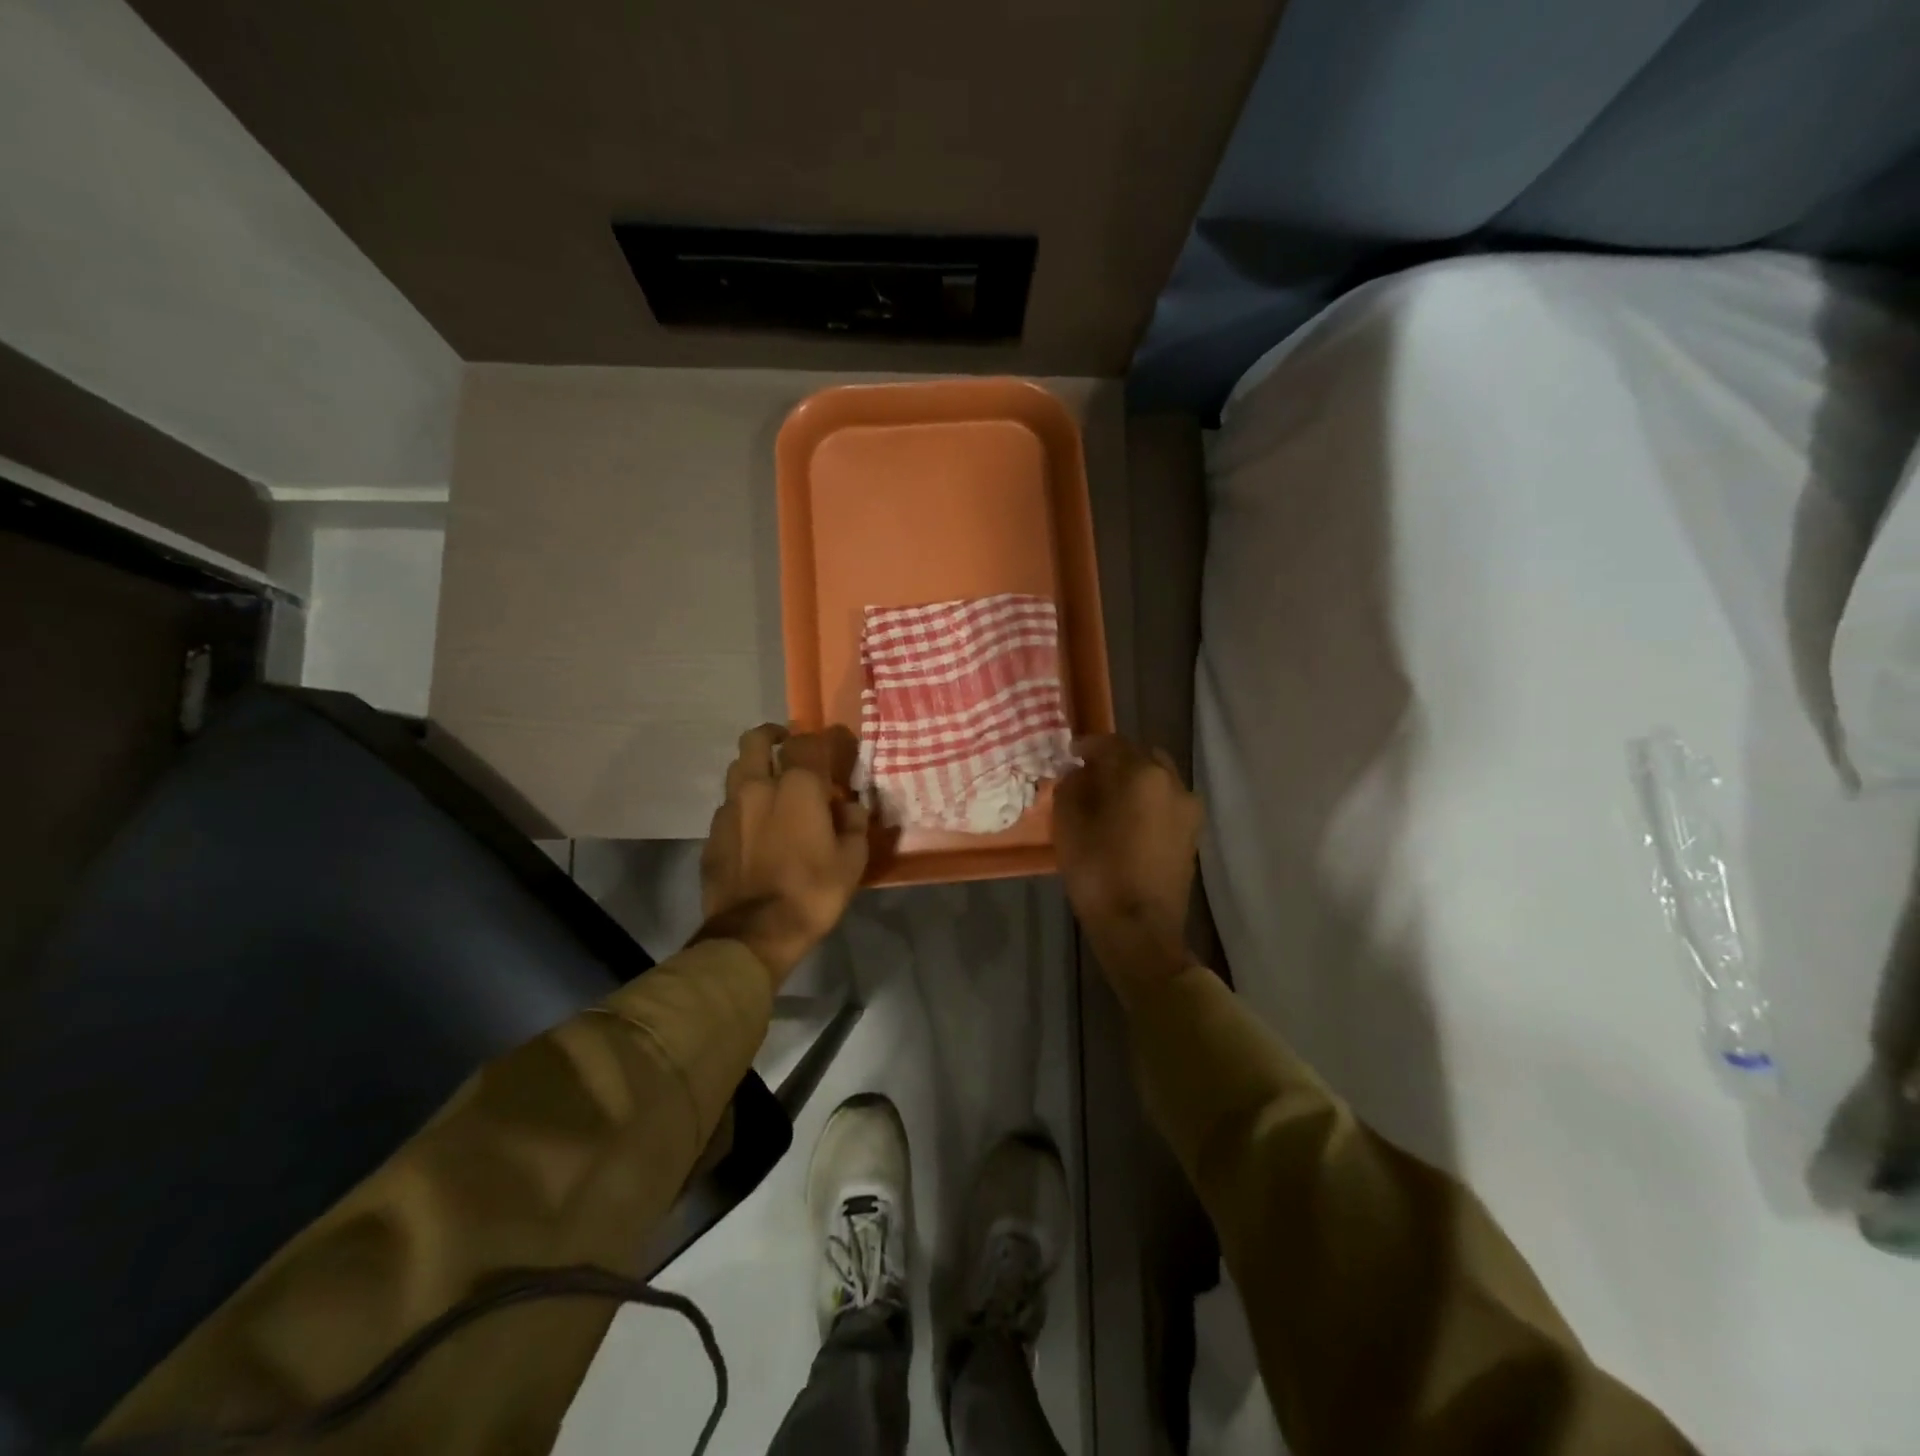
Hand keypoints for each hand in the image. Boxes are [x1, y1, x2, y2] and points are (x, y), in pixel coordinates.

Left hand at [697, 724, 868, 987]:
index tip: (832, 745)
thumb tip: (850, 806)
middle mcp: (758, 787)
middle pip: (756, 740)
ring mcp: (729, 809)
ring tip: (771, 785)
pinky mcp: (712, 834)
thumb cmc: (812, 892)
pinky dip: (743, 804)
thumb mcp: (852, 861)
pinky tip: (755, 825)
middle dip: (773, 736)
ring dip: (754, 768)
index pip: (806, 742)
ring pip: (736, 770)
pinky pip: (728, 805)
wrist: (754, 934)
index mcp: (798, 787)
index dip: (820, 738)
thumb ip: (854, 824)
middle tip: (788, 748)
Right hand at [1055, 735, 1202, 1001]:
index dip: (1087, 746)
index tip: (1070, 753)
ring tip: (1109, 798)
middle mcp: (1172, 783)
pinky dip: (1147, 801)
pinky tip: (1127, 819)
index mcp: (1141, 774)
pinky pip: (1166, 802)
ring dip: (1134, 781)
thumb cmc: (1098, 872)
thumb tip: (1078, 775)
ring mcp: (1188, 809)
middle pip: (1140, 757)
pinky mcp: (1192, 834)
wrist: (1140, 928)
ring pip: (1158, 779)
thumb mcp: (1069, 826)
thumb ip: (1071, 789)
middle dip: (1115, 761)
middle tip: (1090, 774)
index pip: (1111, 744)